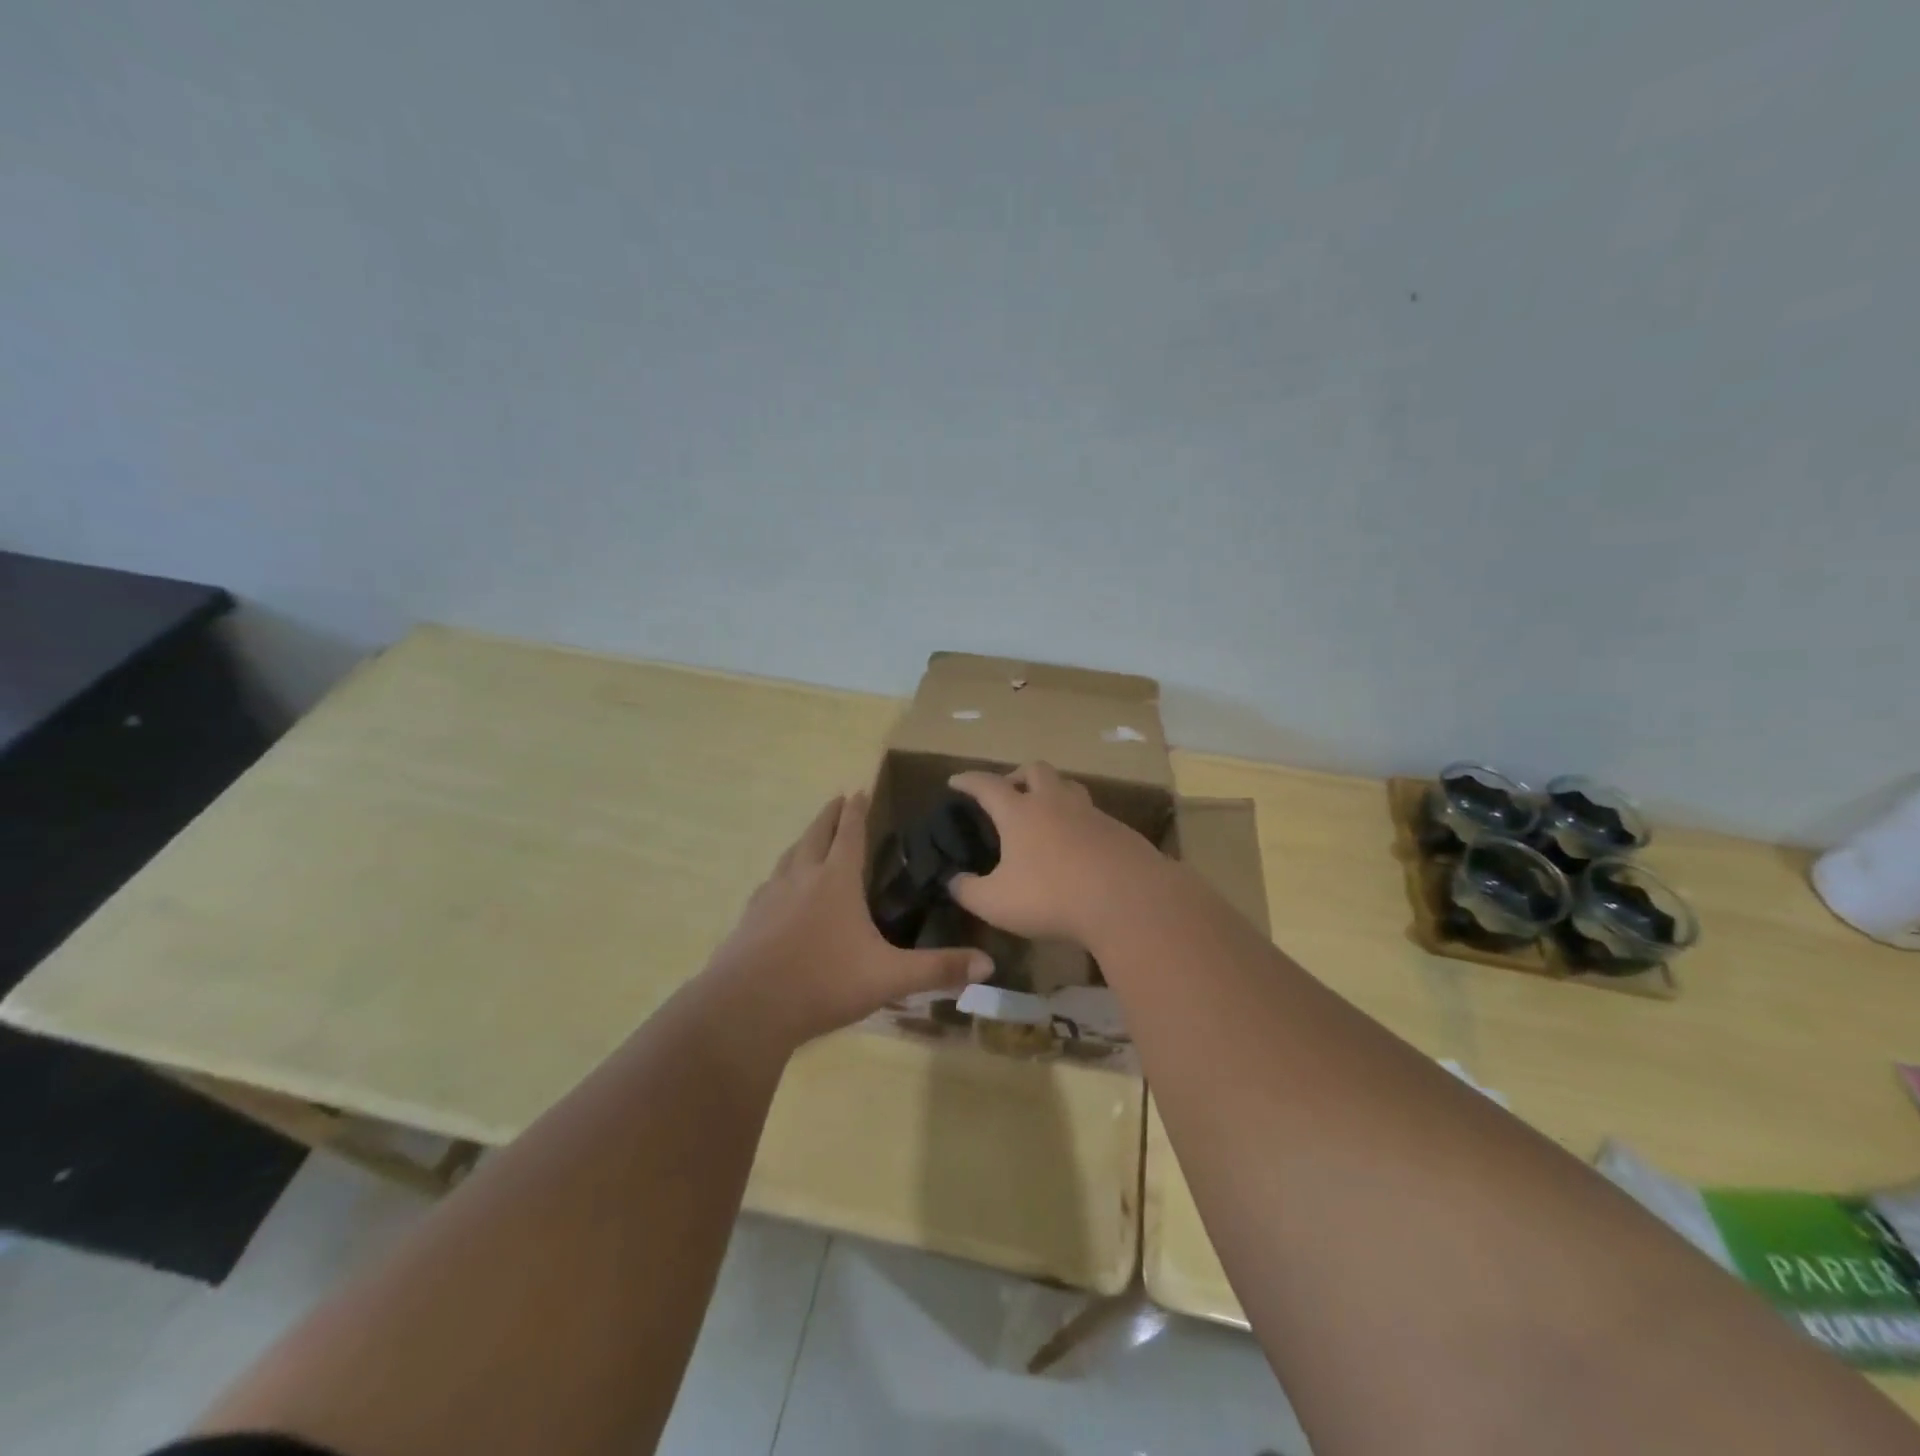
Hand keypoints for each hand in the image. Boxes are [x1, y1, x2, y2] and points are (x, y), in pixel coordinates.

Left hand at [703, 792, 992, 1048]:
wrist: (745, 1009)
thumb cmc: (823, 983)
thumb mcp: (889, 977)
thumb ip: (938, 969)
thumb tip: (989, 964)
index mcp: (836, 880)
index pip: (849, 833)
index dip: (856, 811)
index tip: (858, 789)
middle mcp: (801, 878)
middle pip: (815, 835)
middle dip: (828, 816)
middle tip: (836, 799)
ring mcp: (769, 897)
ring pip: (788, 856)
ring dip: (803, 841)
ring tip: (809, 839)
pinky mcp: (748, 920)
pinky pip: (769, 885)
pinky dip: (781, 875)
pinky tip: (778, 891)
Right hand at [946, 762, 1165, 941]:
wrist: (1128, 900)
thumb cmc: (1052, 897)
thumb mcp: (995, 903)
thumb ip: (968, 891)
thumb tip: (953, 881)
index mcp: (1020, 812)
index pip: (987, 785)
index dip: (968, 781)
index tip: (956, 781)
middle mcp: (1055, 803)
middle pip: (1035, 770)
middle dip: (1018, 775)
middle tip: (1009, 792)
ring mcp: (1091, 813)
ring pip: (1069, 787)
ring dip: (1053, 792)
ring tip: (1045, 813)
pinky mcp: (1119, 830)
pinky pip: (1093, 815)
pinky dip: (1079, 822)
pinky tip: (1079, 846)